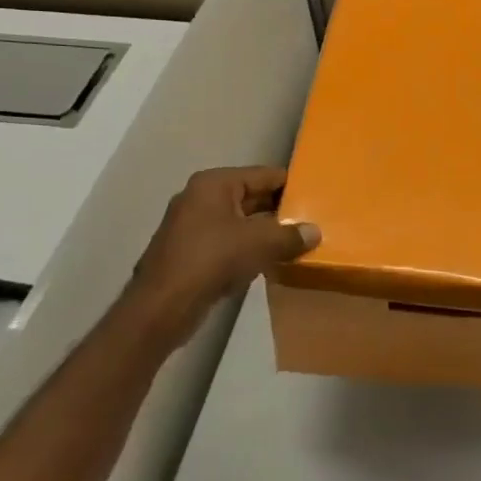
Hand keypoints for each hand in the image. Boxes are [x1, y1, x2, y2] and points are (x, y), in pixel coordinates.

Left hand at [117, 167, 319, 351]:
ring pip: (241, 222)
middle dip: (280, 210)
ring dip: (266, 232)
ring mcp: (192, 225)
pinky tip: (271, 261)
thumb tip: (315, 232)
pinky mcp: (190, 251)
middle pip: (252, 197)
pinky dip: (249, 248)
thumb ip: (291, 235)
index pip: (264, 175)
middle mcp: (201, 197)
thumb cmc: (213, 259)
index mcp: (215, 184)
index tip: (317, 196)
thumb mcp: (261, 243)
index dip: (292, 185)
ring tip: (297, 241)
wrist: (163, 306)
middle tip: (312, 220)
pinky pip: (229, 241)